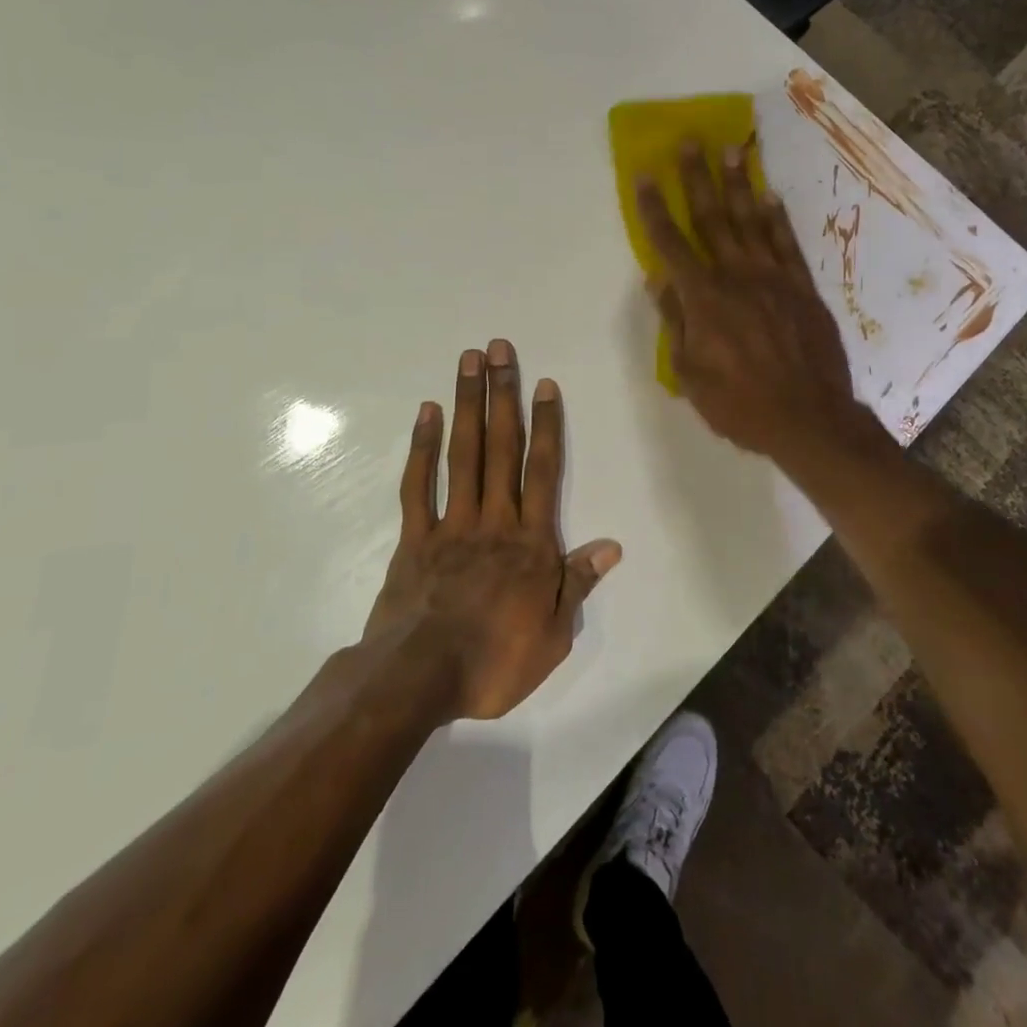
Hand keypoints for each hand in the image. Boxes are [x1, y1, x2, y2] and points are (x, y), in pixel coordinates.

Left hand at [364, 340, 621, 721]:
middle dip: (503, 395)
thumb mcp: (554, 635)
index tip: (544, 384)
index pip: (543, 471)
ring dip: (468, 405)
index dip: (546, 425)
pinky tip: (427, 413)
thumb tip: (611, 545)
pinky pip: (419, 484)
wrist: (420, 678)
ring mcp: (451, 523)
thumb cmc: (495, 661)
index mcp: (531, 542)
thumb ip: (579, 584)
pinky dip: (422, 447)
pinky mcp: (415, 536)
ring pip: (463, 454)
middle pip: (501, 447)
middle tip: (501, 348)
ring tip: (469, 362)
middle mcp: (494, 519)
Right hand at [637, 143, 861, 462]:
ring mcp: (774, 278)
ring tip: (732, 150)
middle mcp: (737, 277)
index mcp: (703, 298)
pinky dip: (777, 218)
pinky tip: (770, 196)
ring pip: (751, 222)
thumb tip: (658, 280)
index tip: (643, 176)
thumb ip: (675, 322)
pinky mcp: (803, 288)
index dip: (654, 208)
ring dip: (739, 184)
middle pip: (712, 219)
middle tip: (691, 141)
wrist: (809, 419)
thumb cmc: (740, 404)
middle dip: (697, 178)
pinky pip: (788, 244)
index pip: (671, 244)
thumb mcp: (690, 374)